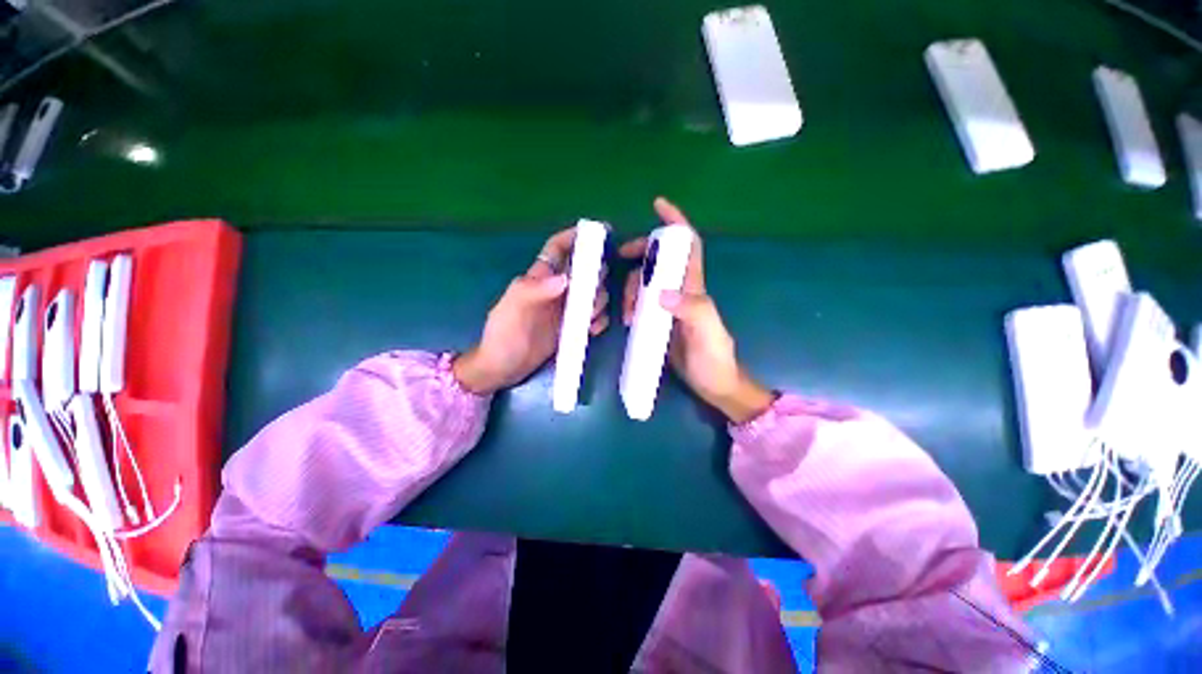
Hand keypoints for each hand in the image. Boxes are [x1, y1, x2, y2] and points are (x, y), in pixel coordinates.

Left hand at [454, 228, 610, 393]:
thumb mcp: (513, 308)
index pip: (558, 249)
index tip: (601, 232)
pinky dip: (598, 321)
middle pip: (584, 271)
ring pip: (593, 294)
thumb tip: (566, 278)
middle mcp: (556, 290)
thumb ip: (536, 290)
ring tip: (588, 318)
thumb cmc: (504, 335)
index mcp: (540, 278)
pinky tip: (591, 331)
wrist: (503, 368)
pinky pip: (593, 318)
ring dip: (598, 302)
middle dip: (595, 278)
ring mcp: (566, 309)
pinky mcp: (572, 327)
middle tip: (592, 294)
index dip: (576, 237)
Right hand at [620, 198, 774, 422]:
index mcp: (694, 287)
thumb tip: (661, 292)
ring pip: (646, 281)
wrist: (713, 384)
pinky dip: (631, 304)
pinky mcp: (659, 321)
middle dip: (640, 253)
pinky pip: (640, 302)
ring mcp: (669, 306)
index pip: (688, 246)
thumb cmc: (714, 357)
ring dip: (632, 288)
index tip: (658, 205)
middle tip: (621, 257)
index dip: (676, 223)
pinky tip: (628, 319)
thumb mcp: (707, 332)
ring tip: (629, 314)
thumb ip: (691, 310)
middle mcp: (681, 291)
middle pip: (659, 259)